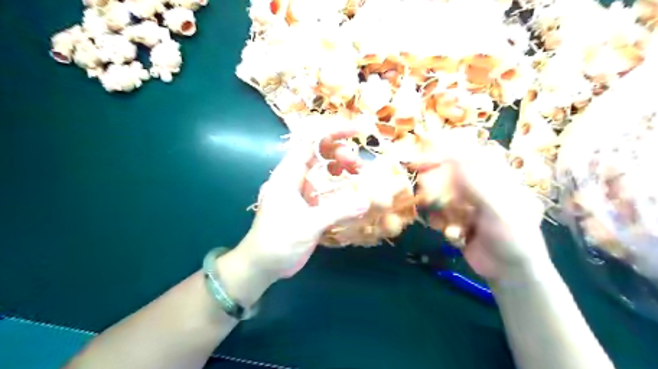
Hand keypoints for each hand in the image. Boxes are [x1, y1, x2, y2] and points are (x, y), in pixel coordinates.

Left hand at [235, 126, 368, 279]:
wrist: (263, 265)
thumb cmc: (278, 241)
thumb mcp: (308, 225)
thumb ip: (337, 211)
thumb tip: (367, 200)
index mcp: (289, 174)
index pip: (310, 142)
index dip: (333, 132)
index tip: (357, 131)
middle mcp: (296, 178)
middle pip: (319, 152)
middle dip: (340, 152)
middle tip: (358, 166)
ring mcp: (303, 191)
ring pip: (324, 169)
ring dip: (341, 168)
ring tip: (358, 175)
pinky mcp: (309, 204)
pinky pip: (327, 188)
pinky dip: (341, 186)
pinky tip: (353, 193)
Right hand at [416, 142, 551, 282]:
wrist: (511, 273)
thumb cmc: (513, 238)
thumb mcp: (497, 209)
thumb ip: (474, 183)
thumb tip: (454, 154)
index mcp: (496, 179)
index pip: (471, 155)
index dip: (451, 149)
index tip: (429, 145)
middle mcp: (480, 189)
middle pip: (451, 175)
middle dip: (436, 179)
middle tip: (420, 179)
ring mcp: (468, 206)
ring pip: (443, 196)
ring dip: (440, 207)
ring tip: (444, 217)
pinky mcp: (457, 221)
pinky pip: (441, 215)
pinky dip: (441, 223)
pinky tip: (450, 233)